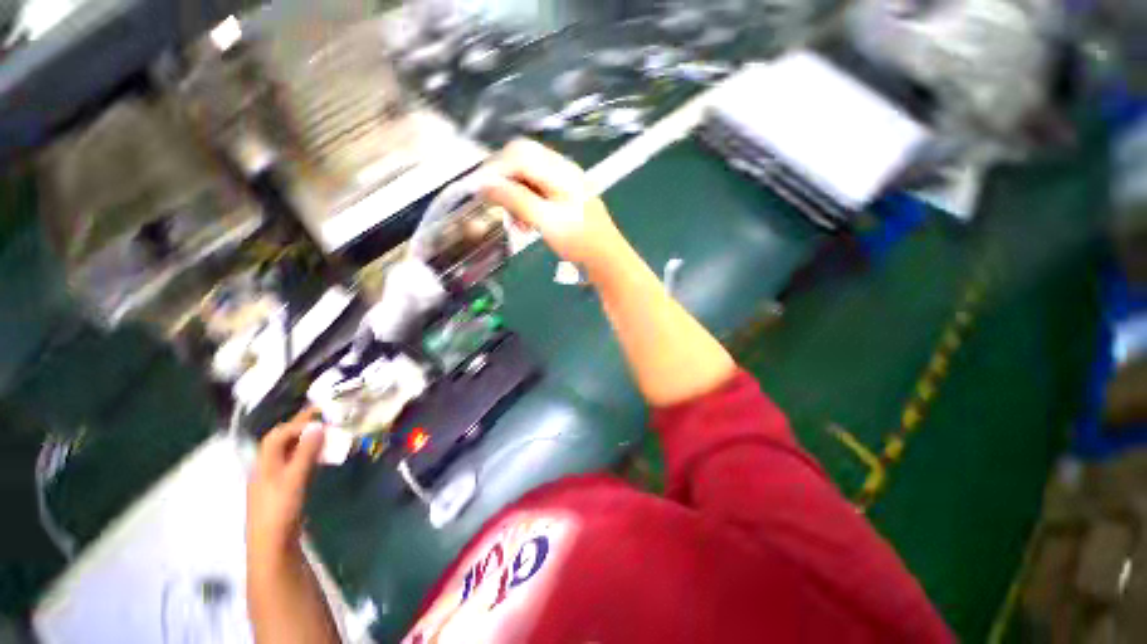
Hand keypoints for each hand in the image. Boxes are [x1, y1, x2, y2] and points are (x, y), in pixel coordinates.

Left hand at [247, 408, 324, 561]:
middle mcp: (267, 467)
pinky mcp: (283, 489)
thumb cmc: (281, 509)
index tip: (321, 416)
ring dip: (306, 440)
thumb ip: (305, 452)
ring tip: (327, 432)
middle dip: (300, 427)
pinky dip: (308, 454)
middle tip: (324, 416)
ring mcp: (274, 479)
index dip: (297, 423)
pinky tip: (320, 456)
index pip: (278, 434)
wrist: (272, 545)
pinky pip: (295, 463)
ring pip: (289, 452)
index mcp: (264, 463)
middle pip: (281, 441)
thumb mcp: (295, 479)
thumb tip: (317, 425)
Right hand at [481, 139, 629, 278]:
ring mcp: (563, 182)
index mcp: (560, 170)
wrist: (606, 257)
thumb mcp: (546, 221)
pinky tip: (525, 225)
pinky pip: (536, 191)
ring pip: (527, 177)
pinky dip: (526, 205)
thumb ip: (516, 200)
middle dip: (505, 183)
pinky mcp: (563, 196)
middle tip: (498, 208)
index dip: (496, 169)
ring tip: (516, 224)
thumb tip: (484, 184)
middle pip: (521, 161)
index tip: (480, 192)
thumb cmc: (579, 240)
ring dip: (515, 197)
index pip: (518, 153)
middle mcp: (561, 169)